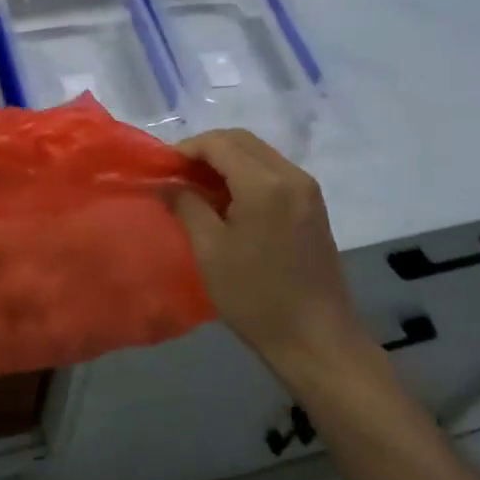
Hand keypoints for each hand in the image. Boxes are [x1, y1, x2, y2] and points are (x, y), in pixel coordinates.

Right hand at [172, 130, 386, 381]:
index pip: (219, 144)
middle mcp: (290, 175)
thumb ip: (187, 206)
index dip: (186, 149)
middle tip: (177, 176)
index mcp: (265, 184)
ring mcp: (307, 189)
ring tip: (197, 188)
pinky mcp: (313, 205)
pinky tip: (227, 201)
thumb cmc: (256, 297)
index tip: (162, 169)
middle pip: (241, 140)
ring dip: (226, 161)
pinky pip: (273, 171)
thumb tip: (167, 183)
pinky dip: (246, 174)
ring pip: (258, 153)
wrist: (317, 339)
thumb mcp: (210, 251)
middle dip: (206, 150)